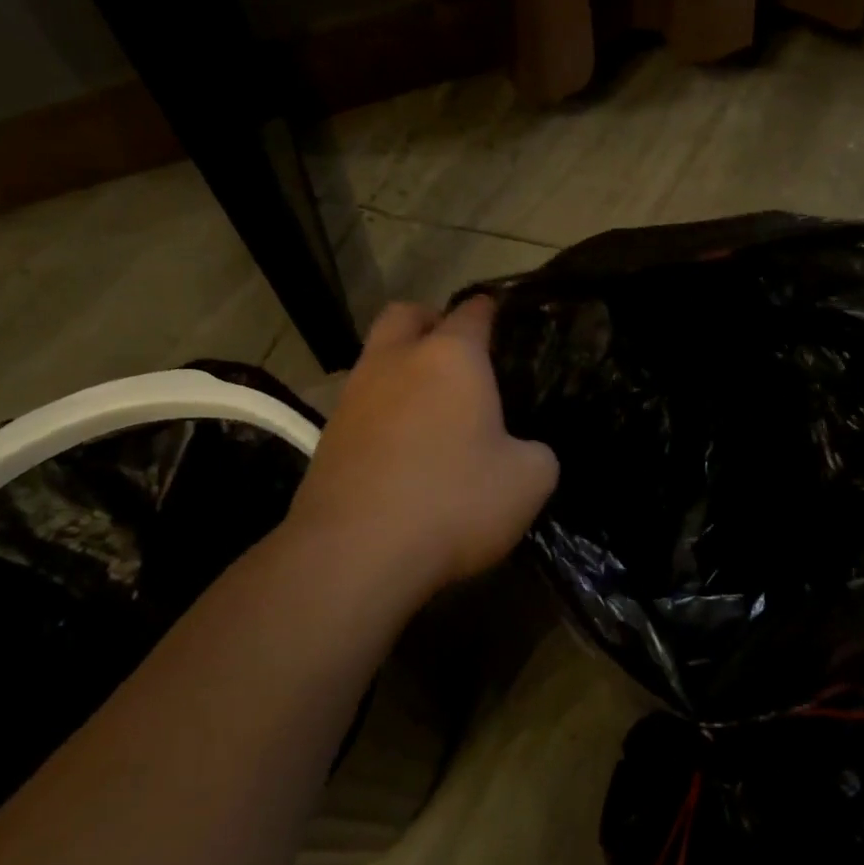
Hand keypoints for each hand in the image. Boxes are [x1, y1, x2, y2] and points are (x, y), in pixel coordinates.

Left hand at [288, 296, 557, 597]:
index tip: (504, 321)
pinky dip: (383, 411)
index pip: (473, 312)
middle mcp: (397, 361)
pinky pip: (362, 403)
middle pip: (408, 314)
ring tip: (432, 408)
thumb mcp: (529, 480)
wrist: (356, 552)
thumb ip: (536, 452)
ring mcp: (354, 396)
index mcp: (451, 357)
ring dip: (402, 367)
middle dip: (432, 321)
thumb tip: (521, 451)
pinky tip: (403, 447)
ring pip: (377, 357)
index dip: (491, 311)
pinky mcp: (328, 435)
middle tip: (458, 354)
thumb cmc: (454, 501)